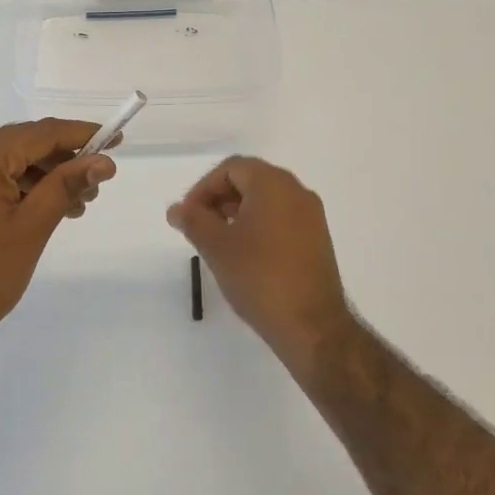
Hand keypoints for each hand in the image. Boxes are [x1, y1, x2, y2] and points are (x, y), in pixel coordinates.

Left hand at [0, 119, 116, 353]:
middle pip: (24, 144)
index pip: (40, 133)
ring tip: (77, 204)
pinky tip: (46, 210)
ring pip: (9, 163)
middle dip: (64, 159)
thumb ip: (67, 186)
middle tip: (97, 183)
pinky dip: (23, 189)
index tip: (116, 140)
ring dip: (45, 177)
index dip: (82, 134)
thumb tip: (103, 161)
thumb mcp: (32, 227)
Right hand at [167, 157, 352, 368]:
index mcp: (273, 184)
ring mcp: (311, 217)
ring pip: (267, 200)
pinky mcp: (317, 240)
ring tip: (219, 243)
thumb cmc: (259, 277)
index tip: (188, 215)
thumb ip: (193, 221)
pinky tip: (245, 255)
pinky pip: (282, 219)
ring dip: (238, 213)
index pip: (231, 168)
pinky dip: (259, 226)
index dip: (204, 188)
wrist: (311, 326)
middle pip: (250, 180)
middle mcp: (297, 192)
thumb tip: (177, 208)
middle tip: (200, 227)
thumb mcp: (216, 247)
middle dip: (220, 199)